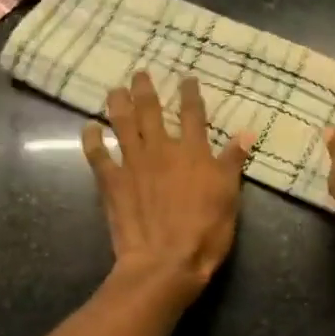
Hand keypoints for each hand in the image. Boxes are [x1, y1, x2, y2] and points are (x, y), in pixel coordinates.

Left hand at [84, 72, 254, 305]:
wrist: (165, 261)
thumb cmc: (204, 230)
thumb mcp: (229, 195)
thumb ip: (233, 162)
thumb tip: (245, 132)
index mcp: (193, 152)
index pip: (193, 115)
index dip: (190, 94)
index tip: (186, 78)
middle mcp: (161, 149)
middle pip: (151, 111)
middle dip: (146, 89)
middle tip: (140, 74)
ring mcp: (133, 164)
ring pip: (122, 124)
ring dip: (118, 104)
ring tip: (115, 89)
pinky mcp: (111, 182)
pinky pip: (97, 154)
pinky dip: (92, 138)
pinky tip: (89, 127)